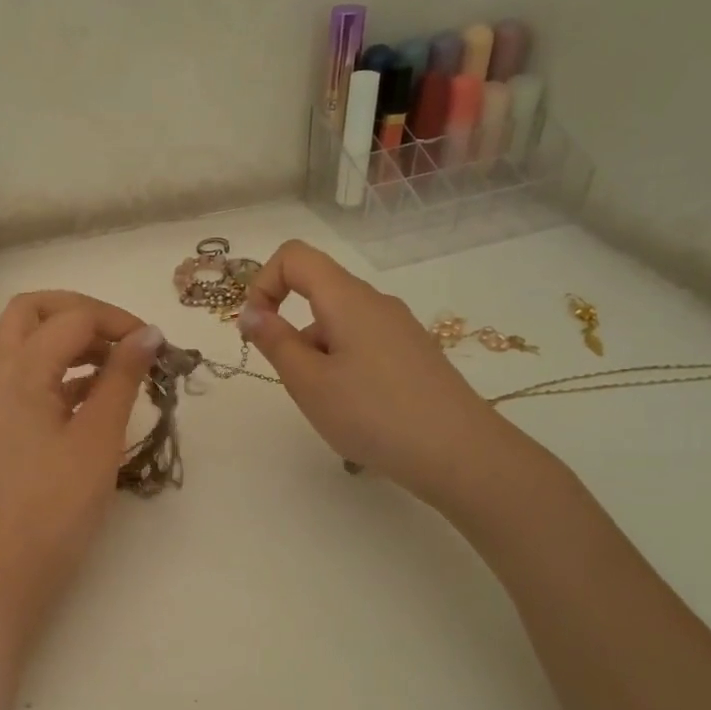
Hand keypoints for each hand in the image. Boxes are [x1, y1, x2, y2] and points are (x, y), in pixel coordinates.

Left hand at [0, 291, 161, 630]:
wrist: (8, 566)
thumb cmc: (57, 504)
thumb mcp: (99, 437)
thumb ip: (123, 378)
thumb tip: (149, 334)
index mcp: (20, 370)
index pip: (72, 318)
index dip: (118, 321)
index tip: (157, 346)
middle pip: (33, 311)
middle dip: (81, 311)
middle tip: (123, 335)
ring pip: (28, 341)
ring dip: (71, 338)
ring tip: (119, 363)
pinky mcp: (4, 422)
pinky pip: (30, 373)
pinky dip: (63, 368)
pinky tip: (99, 392)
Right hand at [235, 240, 533, 508]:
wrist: (459, 453)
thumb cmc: (372, 414)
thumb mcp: (308, 382)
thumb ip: (275, 341)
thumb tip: (251, 312)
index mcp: (348, 298)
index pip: (295, 256)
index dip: (263, 282)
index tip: (257, 329)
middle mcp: (376, 303)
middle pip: (318, 292)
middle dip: (291, 331)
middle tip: (296, 383)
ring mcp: (400, 329)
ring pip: (340, 325)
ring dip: (317, 356)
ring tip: (331, 407)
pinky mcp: (414, 354)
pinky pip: (363, 345)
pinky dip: (343, 367)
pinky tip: (359, 412)